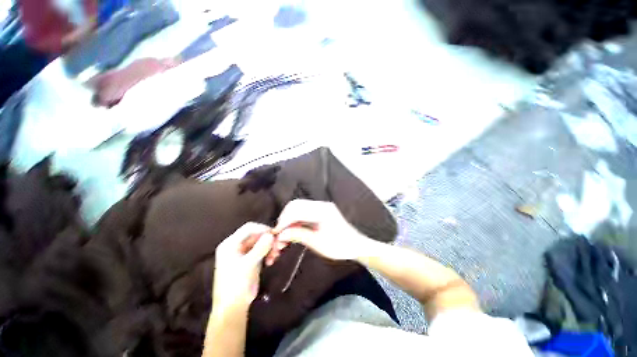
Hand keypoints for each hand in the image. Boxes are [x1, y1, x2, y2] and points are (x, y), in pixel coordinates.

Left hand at [212, 223, 273, 309]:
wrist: (233, 307)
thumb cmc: (235, 285)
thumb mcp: (247, 265)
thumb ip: (260, 248)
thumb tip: (271, 235)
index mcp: (230, 244)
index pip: (248, 228)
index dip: (262, 228)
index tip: (274, 234)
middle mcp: (237, 245)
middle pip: (256, 234)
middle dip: (268, 239)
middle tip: (278, 246)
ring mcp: (245, 252)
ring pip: (261, 242)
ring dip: (270, 246)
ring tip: (275, 255)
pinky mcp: (252, 259)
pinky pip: (263, 250)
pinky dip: (269, 252)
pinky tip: (272, 260)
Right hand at [273, 200, 368, 260]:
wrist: (356, 245)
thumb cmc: (339, 246)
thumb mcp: (317, 243)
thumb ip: (299, 235)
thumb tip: (280, 235)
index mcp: (322, 211)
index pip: (297, 211)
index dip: (284, 222)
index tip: (275, 234)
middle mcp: (321, 205)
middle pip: (296, 205)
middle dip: (285, 218)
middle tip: (280, 234)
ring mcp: (321, 206)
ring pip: (299, 207)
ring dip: (289, 219)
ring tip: (285, 234)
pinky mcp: (321, 210)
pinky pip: (304, 212)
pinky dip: (296, 220)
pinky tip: (293, 230)